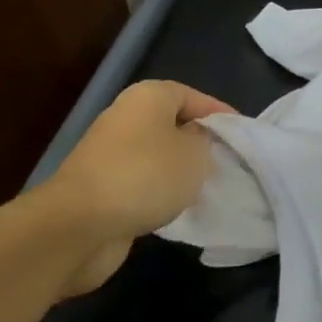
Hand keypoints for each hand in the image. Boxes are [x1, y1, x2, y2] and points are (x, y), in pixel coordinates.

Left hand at [34, 80, 235, 293]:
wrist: (79, 224)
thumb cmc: (146, 175)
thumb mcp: (195, 154)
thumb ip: (205, 141)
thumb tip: (195, 140)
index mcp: (149, 97)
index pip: (194, 96)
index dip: (220, 113)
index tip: (242, 134)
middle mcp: (126, 117)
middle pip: (173, 124)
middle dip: (199, 142)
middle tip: (226, 161)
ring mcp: (109, 152)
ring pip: (157, 155)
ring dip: (179, 170)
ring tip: (207, 186)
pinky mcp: (101, 185)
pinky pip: (141, 181)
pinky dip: (159, 191)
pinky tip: (177, 207)